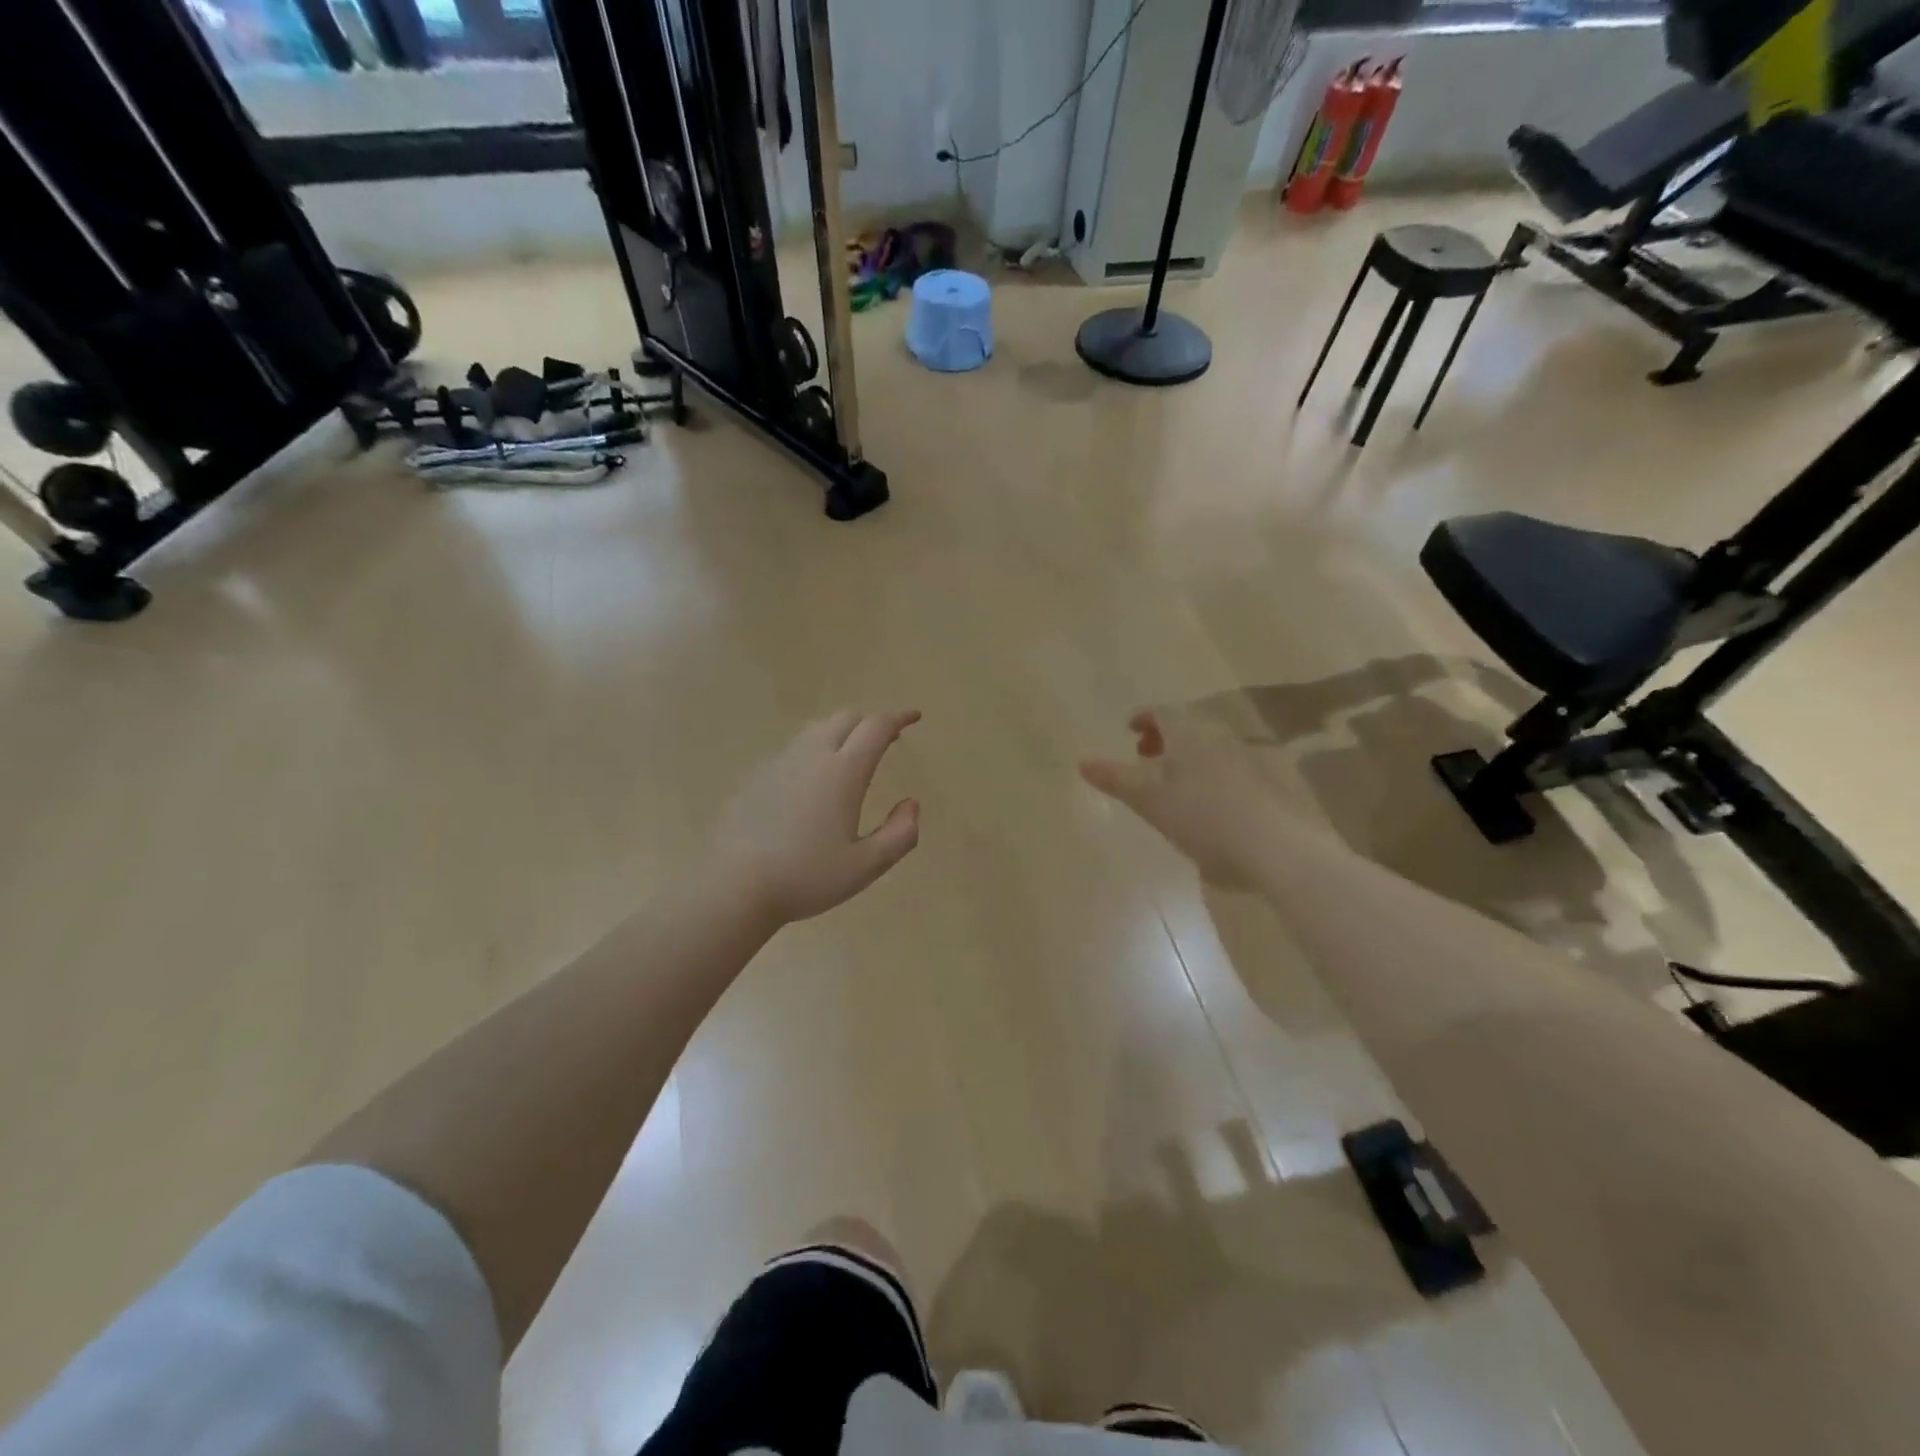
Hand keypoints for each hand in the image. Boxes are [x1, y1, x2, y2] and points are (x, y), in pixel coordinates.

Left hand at [711, 710, 922, 925]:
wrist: (735, 887)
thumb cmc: (806, 877)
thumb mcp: (866, 866)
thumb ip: (900, 834)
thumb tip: (911, 805)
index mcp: (843, 772)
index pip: (876, 727)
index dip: (898, 717)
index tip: (913, 717)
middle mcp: (812, 756)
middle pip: (845, 718)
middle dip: (870, 722)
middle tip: (886, 740)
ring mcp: (779, 763)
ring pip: (816, 730)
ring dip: (841, 733)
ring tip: (850, 757)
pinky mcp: (756, 776)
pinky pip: (793, 750)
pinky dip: (813, 752)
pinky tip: (811, 783)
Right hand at [1080, 710, 1291, 888]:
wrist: (1280, 850)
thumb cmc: (1204, 819)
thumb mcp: (1149, 801)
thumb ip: (1115, 779)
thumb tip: (1082, 760)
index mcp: (1190, 736)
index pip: (1163, 713)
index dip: (1144, 718)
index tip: (1130, 730)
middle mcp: (1223, 738)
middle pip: (1189, 730)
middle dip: (1166, 741)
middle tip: (1148, 760)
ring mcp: (1253, 760)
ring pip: (1213, 750)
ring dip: (1191, 760)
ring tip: (1178, 787)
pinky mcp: (1275, 785)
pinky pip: (1236, 770)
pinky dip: (1216, 778)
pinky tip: (1215, 808)